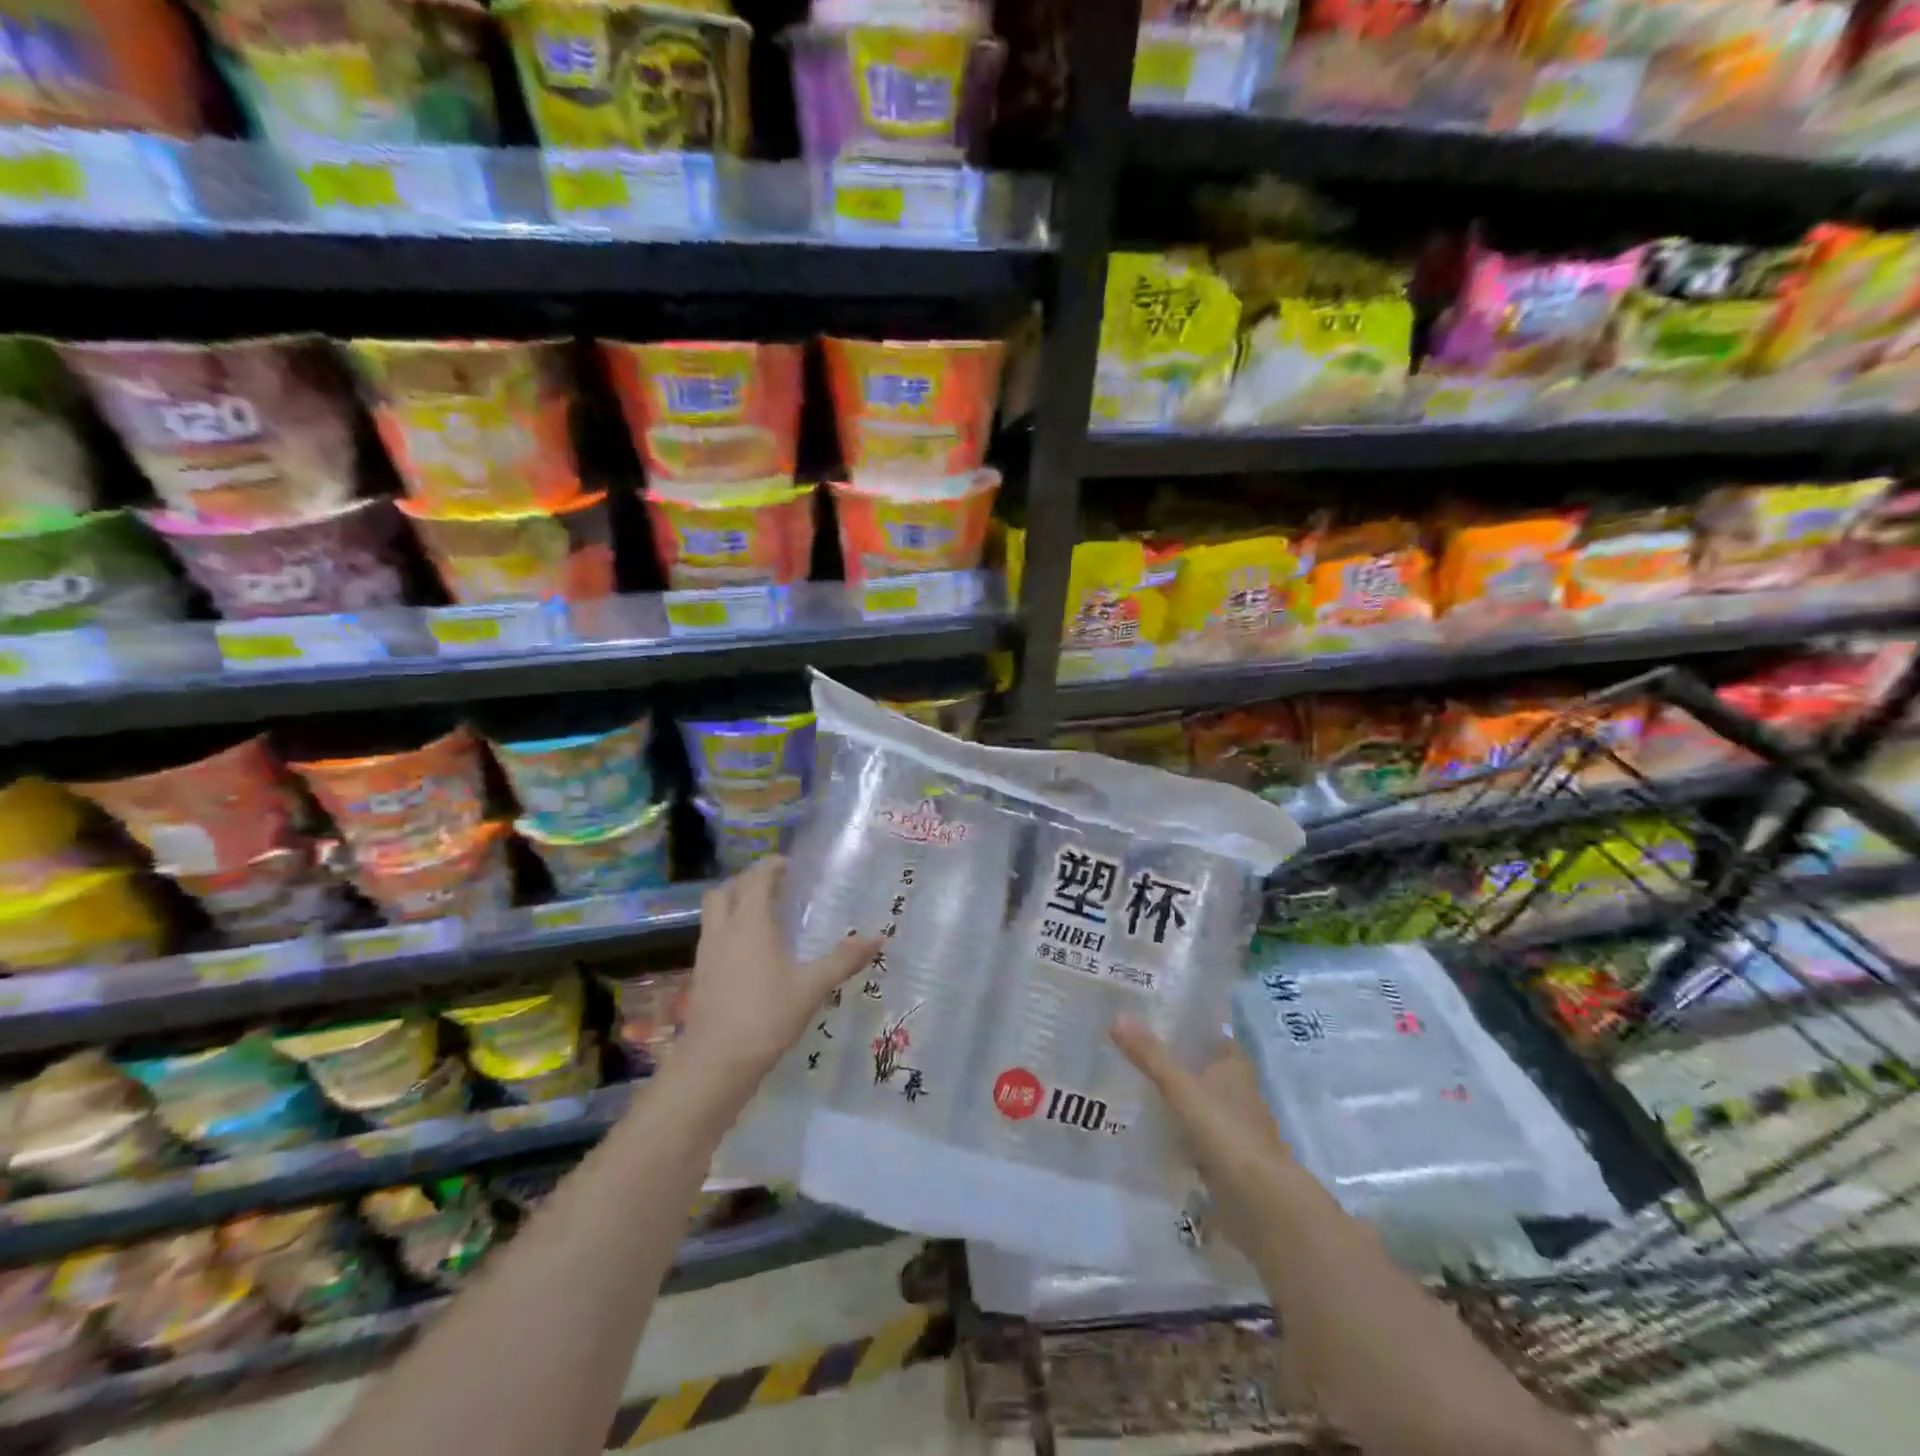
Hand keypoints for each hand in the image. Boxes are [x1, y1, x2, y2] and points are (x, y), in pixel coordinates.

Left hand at [677, 858, 877, 1096]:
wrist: (715, 1063)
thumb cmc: (766, 1016)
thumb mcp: (812, 987)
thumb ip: (843, 960)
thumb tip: (877, 937)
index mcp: (750, 923)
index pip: (756, 879)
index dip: (770, 867)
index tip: (789, 865)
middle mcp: (723, 930)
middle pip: (724, 891)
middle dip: (746, 882)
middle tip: (774, 889)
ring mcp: (706, 954)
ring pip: (713, 914)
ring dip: (733, 906)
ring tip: (763, 918)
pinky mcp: (699, 977)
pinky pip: (712, 938)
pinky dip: (728, 932)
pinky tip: (750, 954)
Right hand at [1112, 1017, 1296, 1254]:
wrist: (1260, 1201)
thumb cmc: (1226, 1131)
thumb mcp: (1181, 1088)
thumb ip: (1150, 1056)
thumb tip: (1117, 1016)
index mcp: (1236, 1066)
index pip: (1213, 1036)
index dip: (1190, 1027)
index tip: (1157, 1020)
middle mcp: (1240, 1092)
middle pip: (1205, 1068)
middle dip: (1177, 1062)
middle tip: (1136, 1051)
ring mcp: (1235, 1127)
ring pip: (1200, 1102)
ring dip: (1177, 1098)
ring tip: (1136, 1087)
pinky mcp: (1228, 1158)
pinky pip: (1197, 1134)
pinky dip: (1179, 1130)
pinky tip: (1151, 1129)